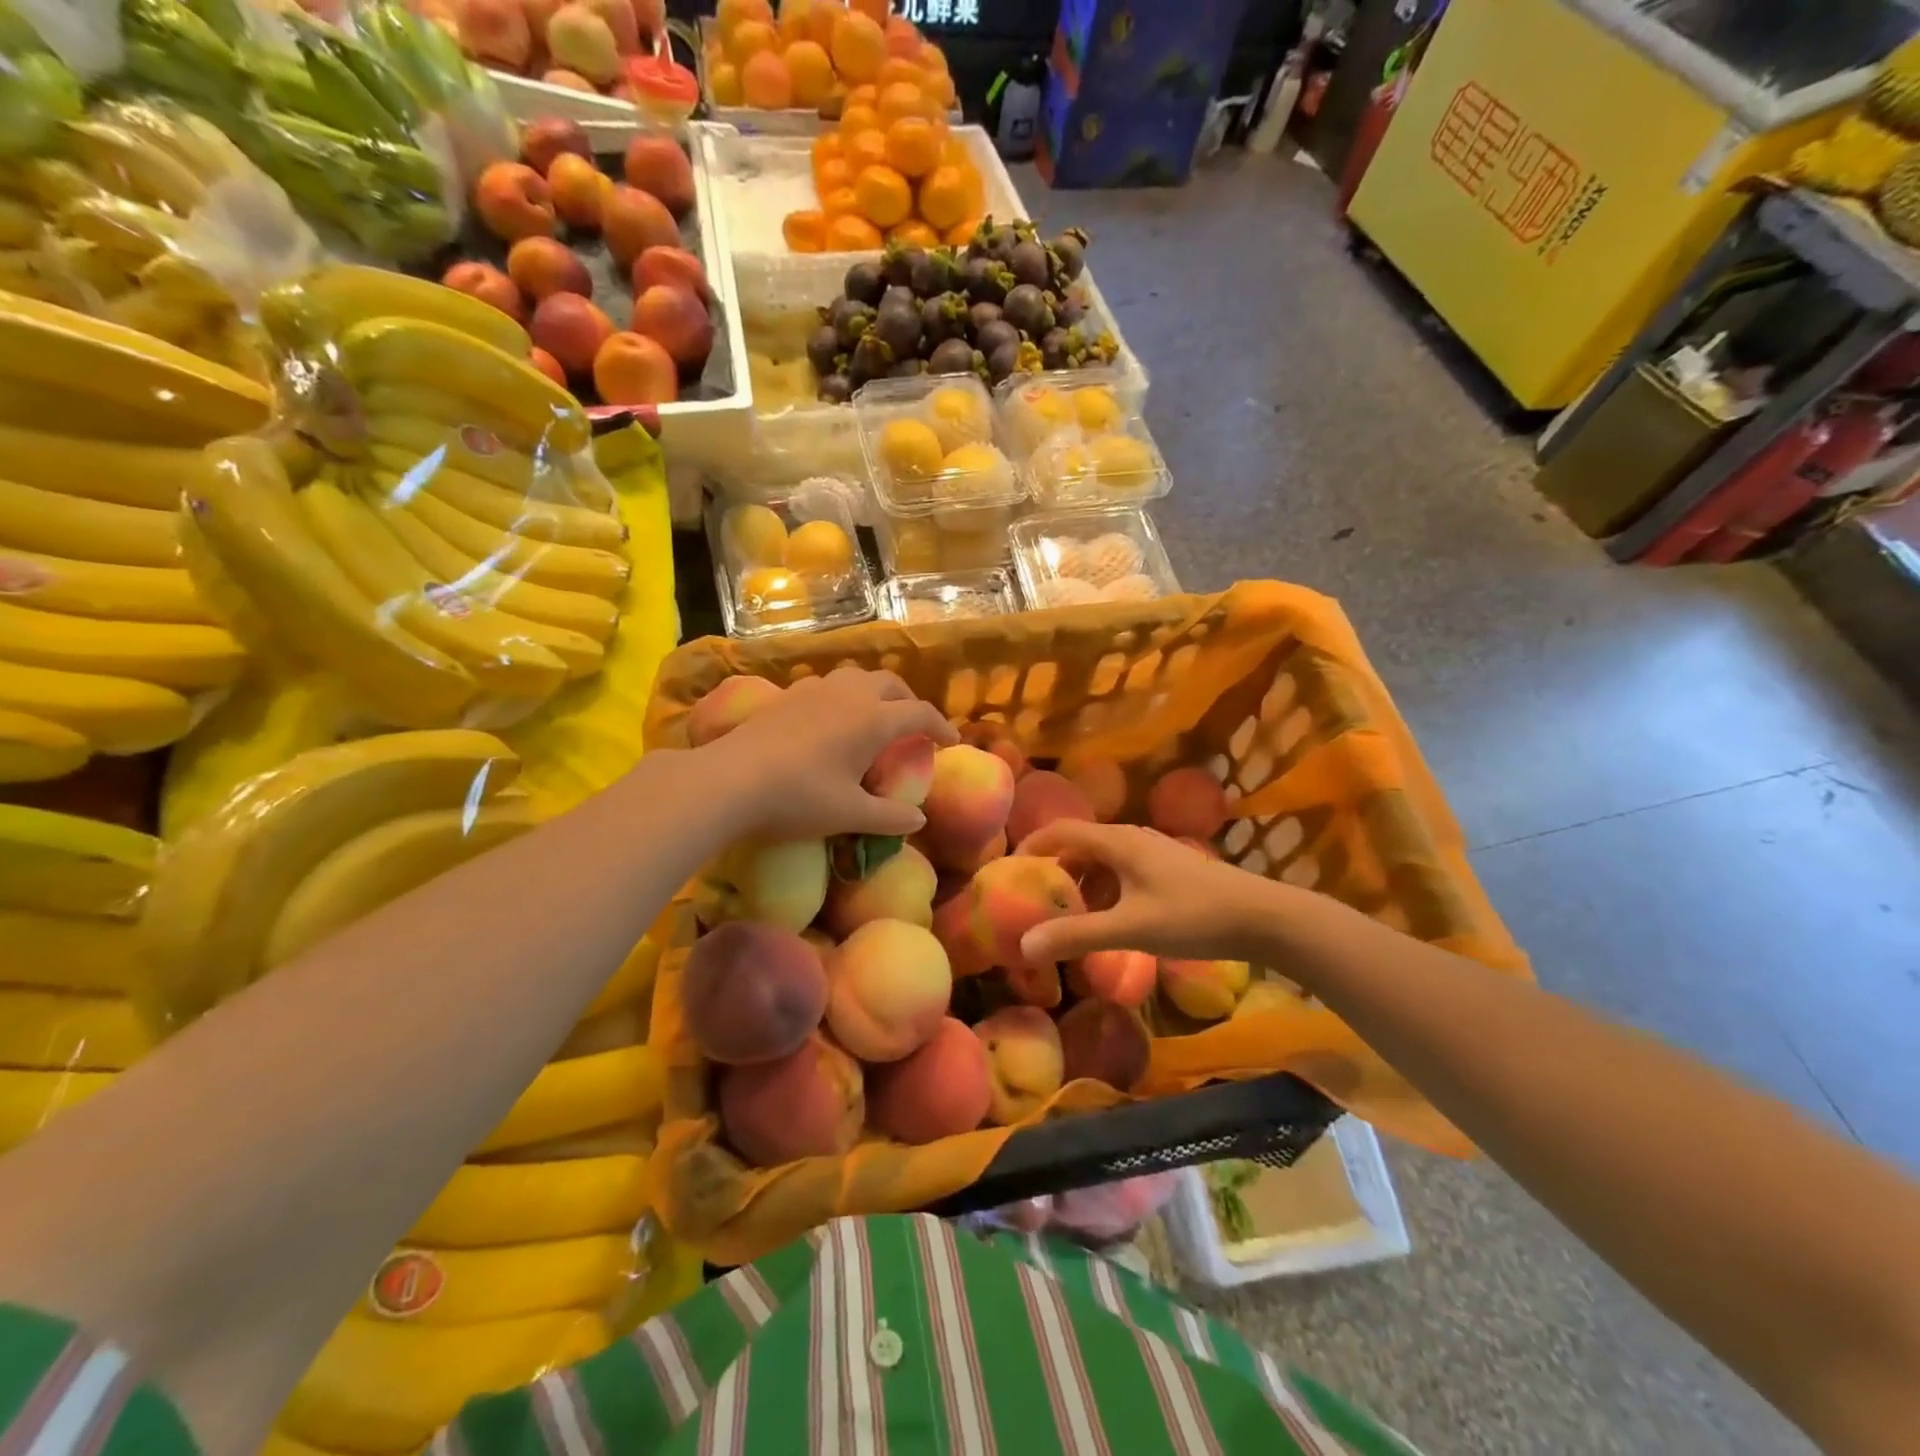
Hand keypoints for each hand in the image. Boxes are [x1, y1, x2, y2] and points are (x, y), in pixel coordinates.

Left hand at [697, 667, 956, 841]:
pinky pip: (828, 684)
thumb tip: (919, 820)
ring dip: (876, 692)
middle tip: (913, 727)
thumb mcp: (850, 814)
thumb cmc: (799, 797)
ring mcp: (816, 690)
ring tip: (874, 716)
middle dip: (909, 702)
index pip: (920, 713)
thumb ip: (890, 816)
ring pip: (857, 677)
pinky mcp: (788, 694)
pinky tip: (831, 719)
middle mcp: (850, 695)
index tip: (951, 741)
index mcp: (874, 719)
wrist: (730, 779)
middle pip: (891, 685)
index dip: (941, 726)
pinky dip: (844, 695)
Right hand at [1018, 820, 1281, 964]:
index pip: (1061, 831)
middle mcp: (1132, 839)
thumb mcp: (1130, 928)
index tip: (1007, 871)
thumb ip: (1077, 935)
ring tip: (1066, 916)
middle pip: (1080, 845)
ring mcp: (1153, 853)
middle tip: (1033, 901)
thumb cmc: (1194, 916)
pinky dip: (1105, 891)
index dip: (1031, 847)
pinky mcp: (1169, 870)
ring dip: (1081, 884)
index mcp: (1118, 842)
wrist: (1263, 918)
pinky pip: (1122, 873)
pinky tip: (1108, 920)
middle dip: (1054, 871)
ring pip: (1103, 861)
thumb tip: (1024, 945)